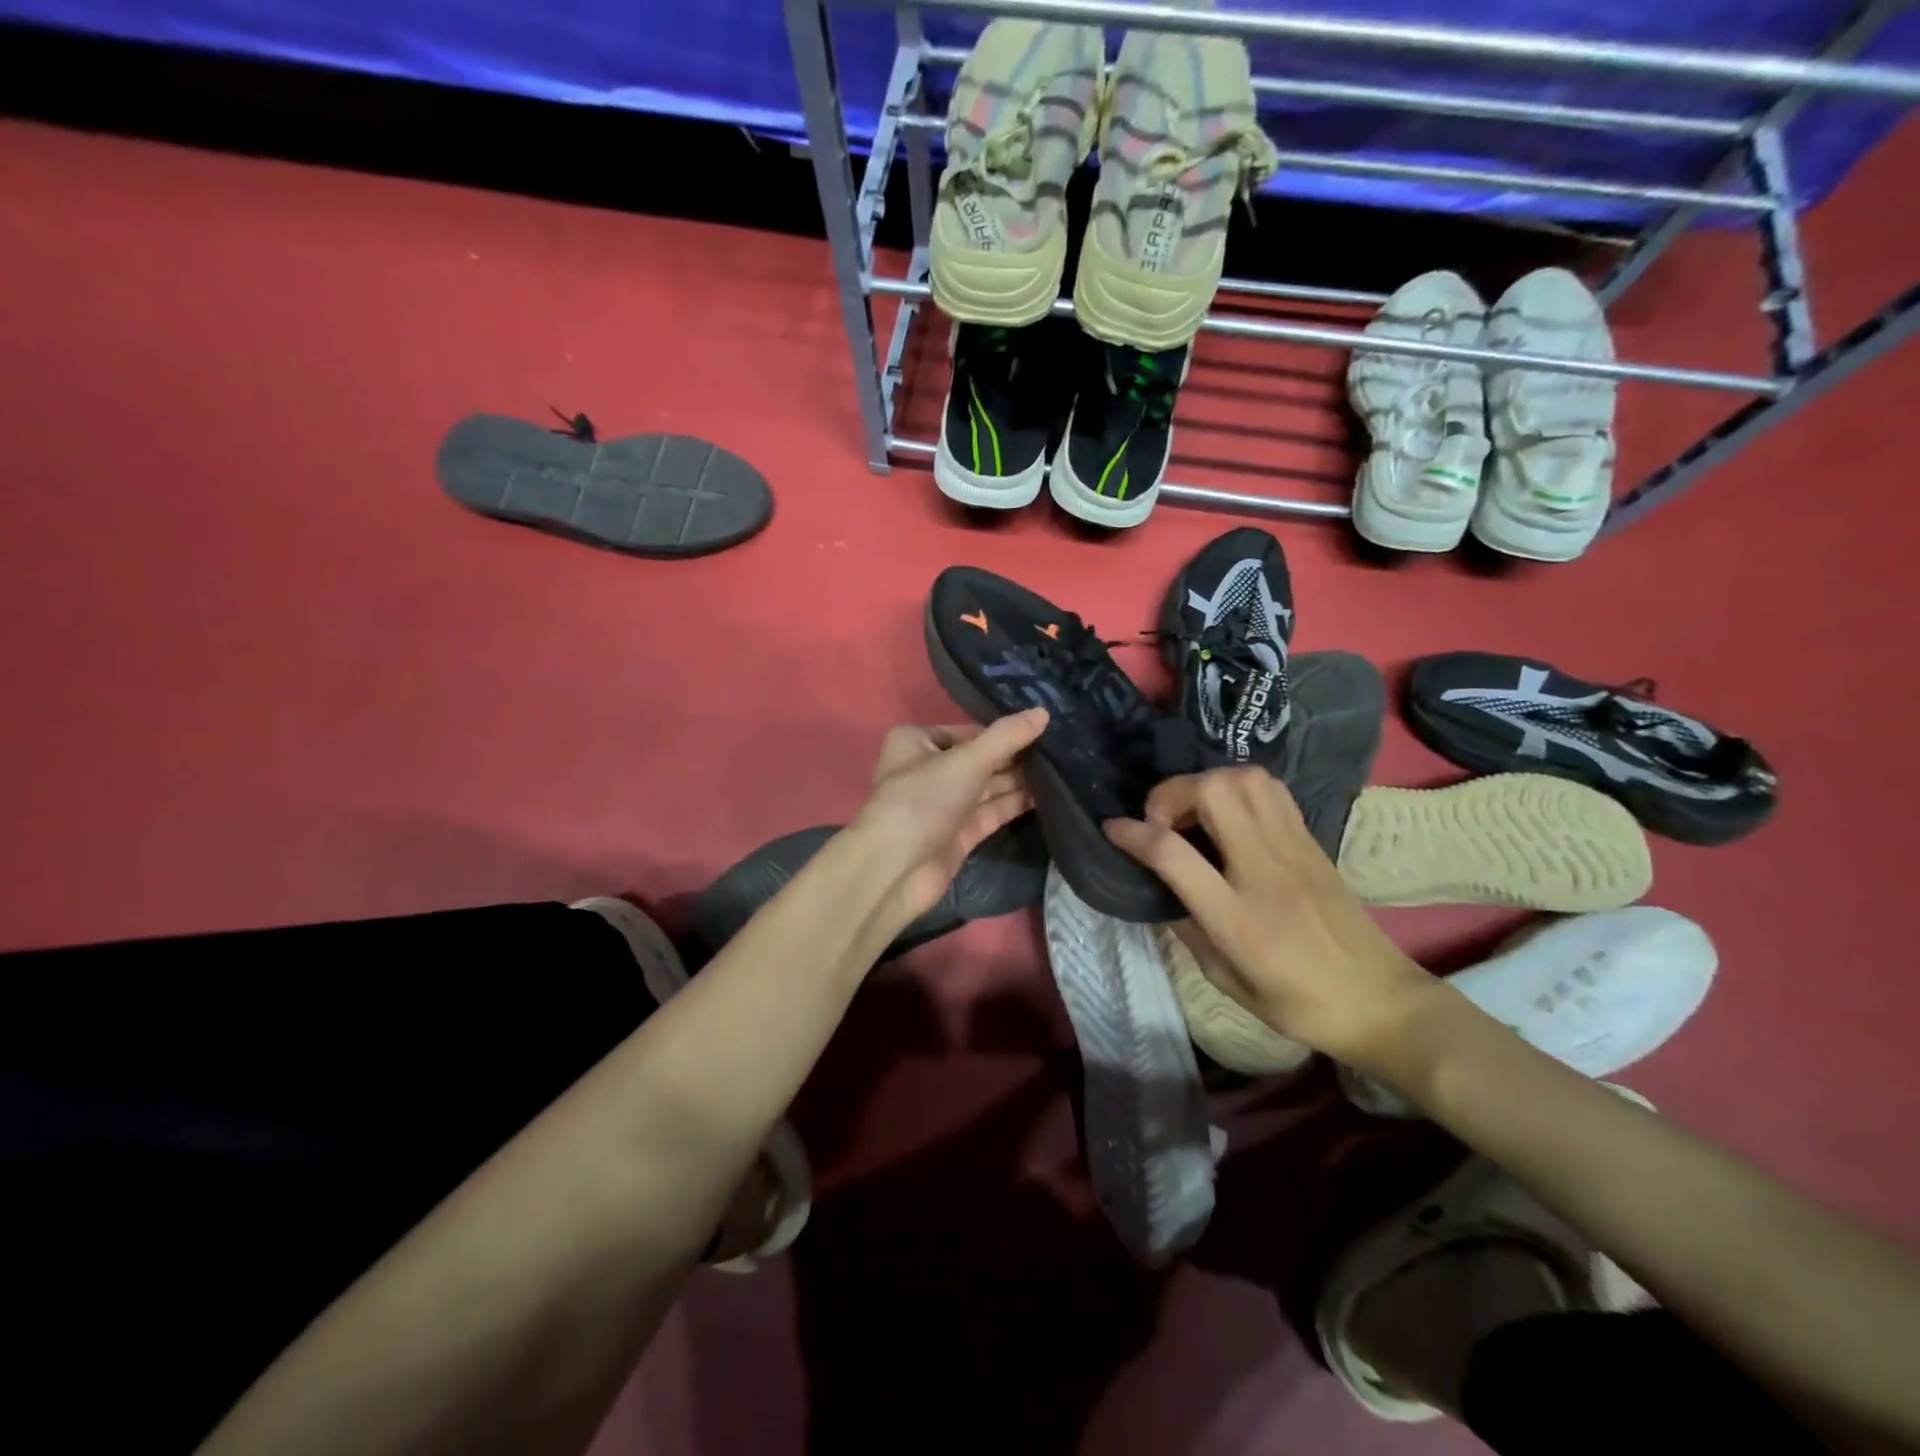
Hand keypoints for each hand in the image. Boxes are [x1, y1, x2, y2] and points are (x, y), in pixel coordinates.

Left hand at [851, 709, 1047, 928]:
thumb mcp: (967, 760)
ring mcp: (944, 804)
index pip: (967, 731)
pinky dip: (1015, 804)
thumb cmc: (923, 799)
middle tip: (1061, 748)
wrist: (896, 869)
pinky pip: (991, 811)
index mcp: (916, 742)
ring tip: (1063, 769)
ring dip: (1020, 780)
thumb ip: (1006, 737)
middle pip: (980, 759)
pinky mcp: (958, 834)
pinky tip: (1049, 795)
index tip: (1043, 729)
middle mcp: (928, 770)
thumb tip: (1044, 712)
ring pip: (988, 787)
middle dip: (1015, 757)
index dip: (1002, 732)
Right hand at [1104, 768, 1432, 1066]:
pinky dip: (1238, 787)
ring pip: (1245, 779)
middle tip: (1163, 821)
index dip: (1132, 833)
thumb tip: (1164, 888)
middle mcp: (1264, 870)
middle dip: (1173, 793)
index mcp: (1238, 918)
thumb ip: (1188, 928)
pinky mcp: (1312, 840)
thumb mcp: (1226, 981)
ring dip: (1207, 784)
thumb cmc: (1298, 1003)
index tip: (1112, 828)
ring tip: (1194, 813)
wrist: (1380, 1001)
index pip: (1174, 854)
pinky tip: (1229, 815)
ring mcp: (1294, 848)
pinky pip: (1271, 790)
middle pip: (1214, 792)